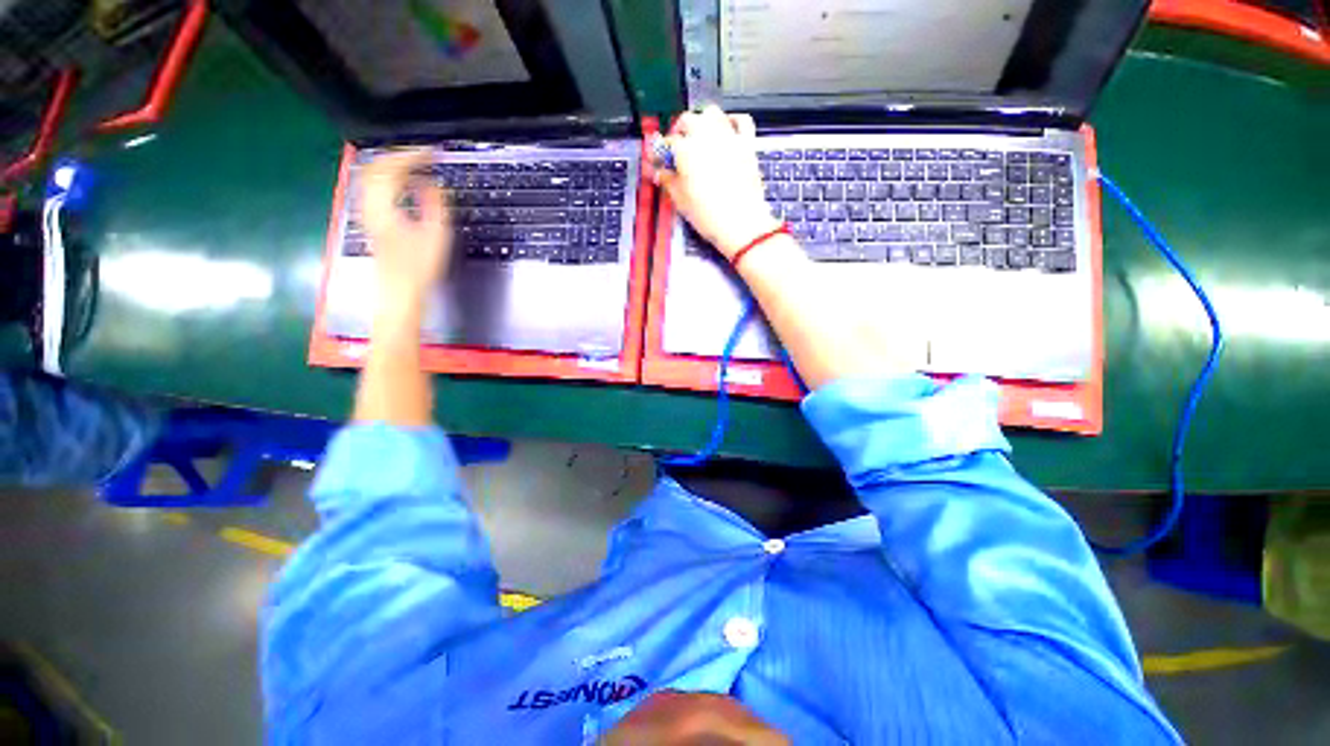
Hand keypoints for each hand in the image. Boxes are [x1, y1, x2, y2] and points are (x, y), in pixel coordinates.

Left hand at [360, 150, 451, 304]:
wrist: (400, 291)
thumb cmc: (419, 268)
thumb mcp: (435, 235)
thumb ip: (434, 204)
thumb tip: (431, 181)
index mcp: (383, 206)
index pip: (391, 168)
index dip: (412, 155)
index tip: (432, 152)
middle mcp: (369, 205)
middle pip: (375, 167)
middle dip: (400, 155)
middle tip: (423, 154)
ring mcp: (367, 213)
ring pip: (372, 176)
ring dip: (392, 165)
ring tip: (414, 164)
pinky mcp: (371, 220)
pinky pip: (374, 188)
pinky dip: (388, 179)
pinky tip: (402, 184)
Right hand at [655, 106, 780, 258]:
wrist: (741, 223)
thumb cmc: (708, 216)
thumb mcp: (681, 202)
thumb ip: (668, 182)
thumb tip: (661, 172)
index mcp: (686, 150)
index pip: (667, 143)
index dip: (660, 152)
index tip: (659, 161)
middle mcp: (706, 136)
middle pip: (688, 121)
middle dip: (679, 132)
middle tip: (677, 149)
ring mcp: (728, 137)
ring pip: (711, 114)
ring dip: (702, 121)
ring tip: (699, 136)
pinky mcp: (747, 144)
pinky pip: (741, 120)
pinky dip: (732, 120)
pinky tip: (727, 130)